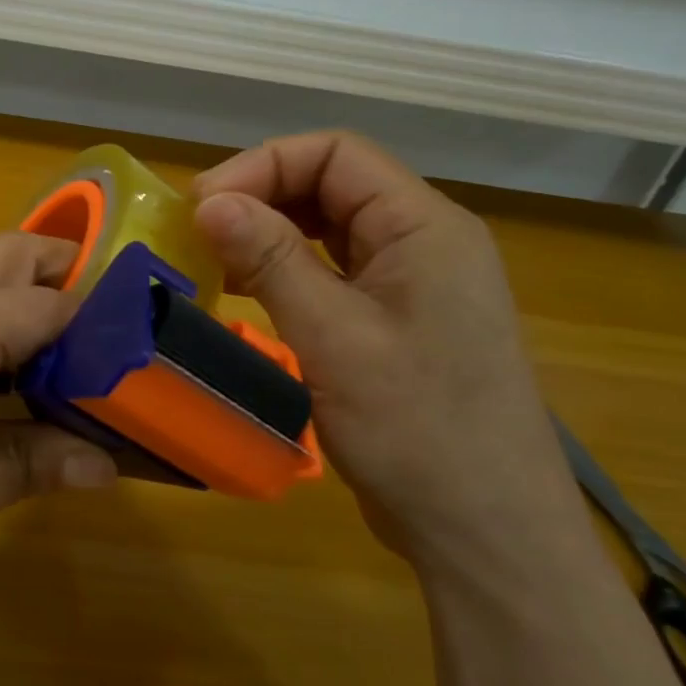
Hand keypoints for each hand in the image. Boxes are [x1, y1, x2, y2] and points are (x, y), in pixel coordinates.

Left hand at [0, 233, 116, 647]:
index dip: (109, 332)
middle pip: (10, 263)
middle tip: (124, 352)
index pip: (49, 303)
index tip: (160, 367)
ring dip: (33, 317)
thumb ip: (22, 465)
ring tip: (84, 376)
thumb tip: (104, 460)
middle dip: (74, 290)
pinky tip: (11, 398)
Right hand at [192, 132, 577, 557]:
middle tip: (200, 232)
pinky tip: (251, 293)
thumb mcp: (333, 338)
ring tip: (217, 261)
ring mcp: (413, 283)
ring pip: (331, 228)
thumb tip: (208, 201)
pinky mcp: (397, 321)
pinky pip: (336, 271)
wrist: (485, 532)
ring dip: (271, 233)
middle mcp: (423, 241)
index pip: (336, 154)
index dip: (263, 165)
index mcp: (424, 226)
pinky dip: (288, 270)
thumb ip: (271, 260)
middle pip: (333, 184)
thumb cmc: (416, 429)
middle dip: (262, 196)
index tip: (203, 205)